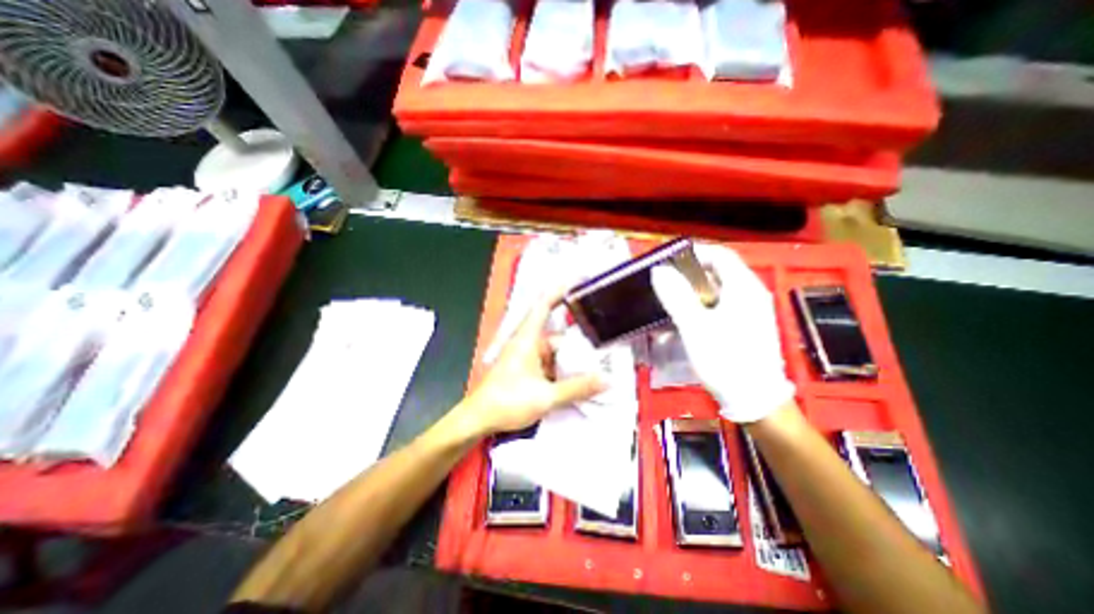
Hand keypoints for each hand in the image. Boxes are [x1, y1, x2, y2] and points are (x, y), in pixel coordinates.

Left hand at [454, 289, 607, 437]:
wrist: (479, 419)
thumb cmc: (507, 401)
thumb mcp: (545, 396)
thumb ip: (577, 388)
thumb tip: (605, 381)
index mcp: (527, 339)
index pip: (543, 305)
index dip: (559, 290)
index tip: (577, 280)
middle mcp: (527, 343)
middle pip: (556, 334)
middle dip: (577, 340)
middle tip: (601, 342)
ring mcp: (526, 357)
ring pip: (554, 351)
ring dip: (570, 358)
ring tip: (595, 365)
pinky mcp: (526, 369)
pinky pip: (549, 363)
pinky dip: (562, 368)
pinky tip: (577, 379)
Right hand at [647, 244, 797, 420]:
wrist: (755, 400)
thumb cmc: (725, 359)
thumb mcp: (695, 326)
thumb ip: (676, 296)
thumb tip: (659, 270)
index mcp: (744, 288)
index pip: (720, 255)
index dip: (695, 252)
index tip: (669, 259)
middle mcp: (751, 294)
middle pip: (719, 272)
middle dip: (690, 273)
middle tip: (666, 280)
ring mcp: (751, 311)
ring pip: (718, 290)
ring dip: (693, 291)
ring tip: (671, 299)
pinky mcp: (746, 327)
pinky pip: (721, 306)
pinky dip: (701, 306)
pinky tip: (686, 319)